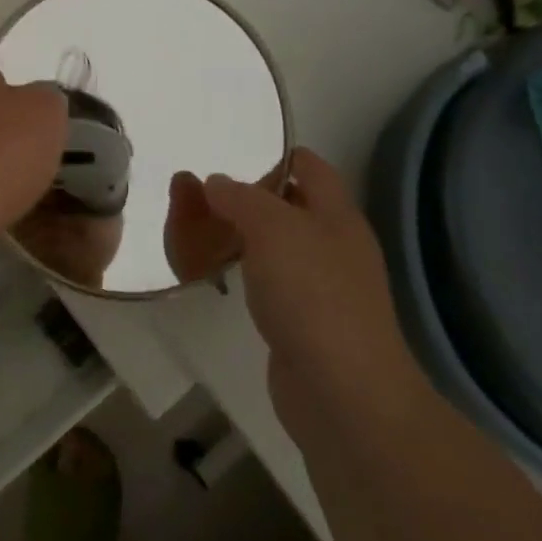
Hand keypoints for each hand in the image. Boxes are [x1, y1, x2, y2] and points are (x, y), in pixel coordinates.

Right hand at [202, 149, 426, 428]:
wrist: (342, 392)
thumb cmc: (312, 294)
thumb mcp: (272, 229)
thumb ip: (242, 198)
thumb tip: (216, 181)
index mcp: (337, 215)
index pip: (311, 166)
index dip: (277, 153)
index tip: (233, 148)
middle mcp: (335, 246)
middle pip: (293, 206)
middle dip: (251, 195)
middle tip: (202, 189)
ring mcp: (323, 288)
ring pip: (279, 246)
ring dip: (245, 235)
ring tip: (200, 225)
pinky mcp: (305, 324)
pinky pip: (272, 283)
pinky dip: (247, 273)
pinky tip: (218, 274)